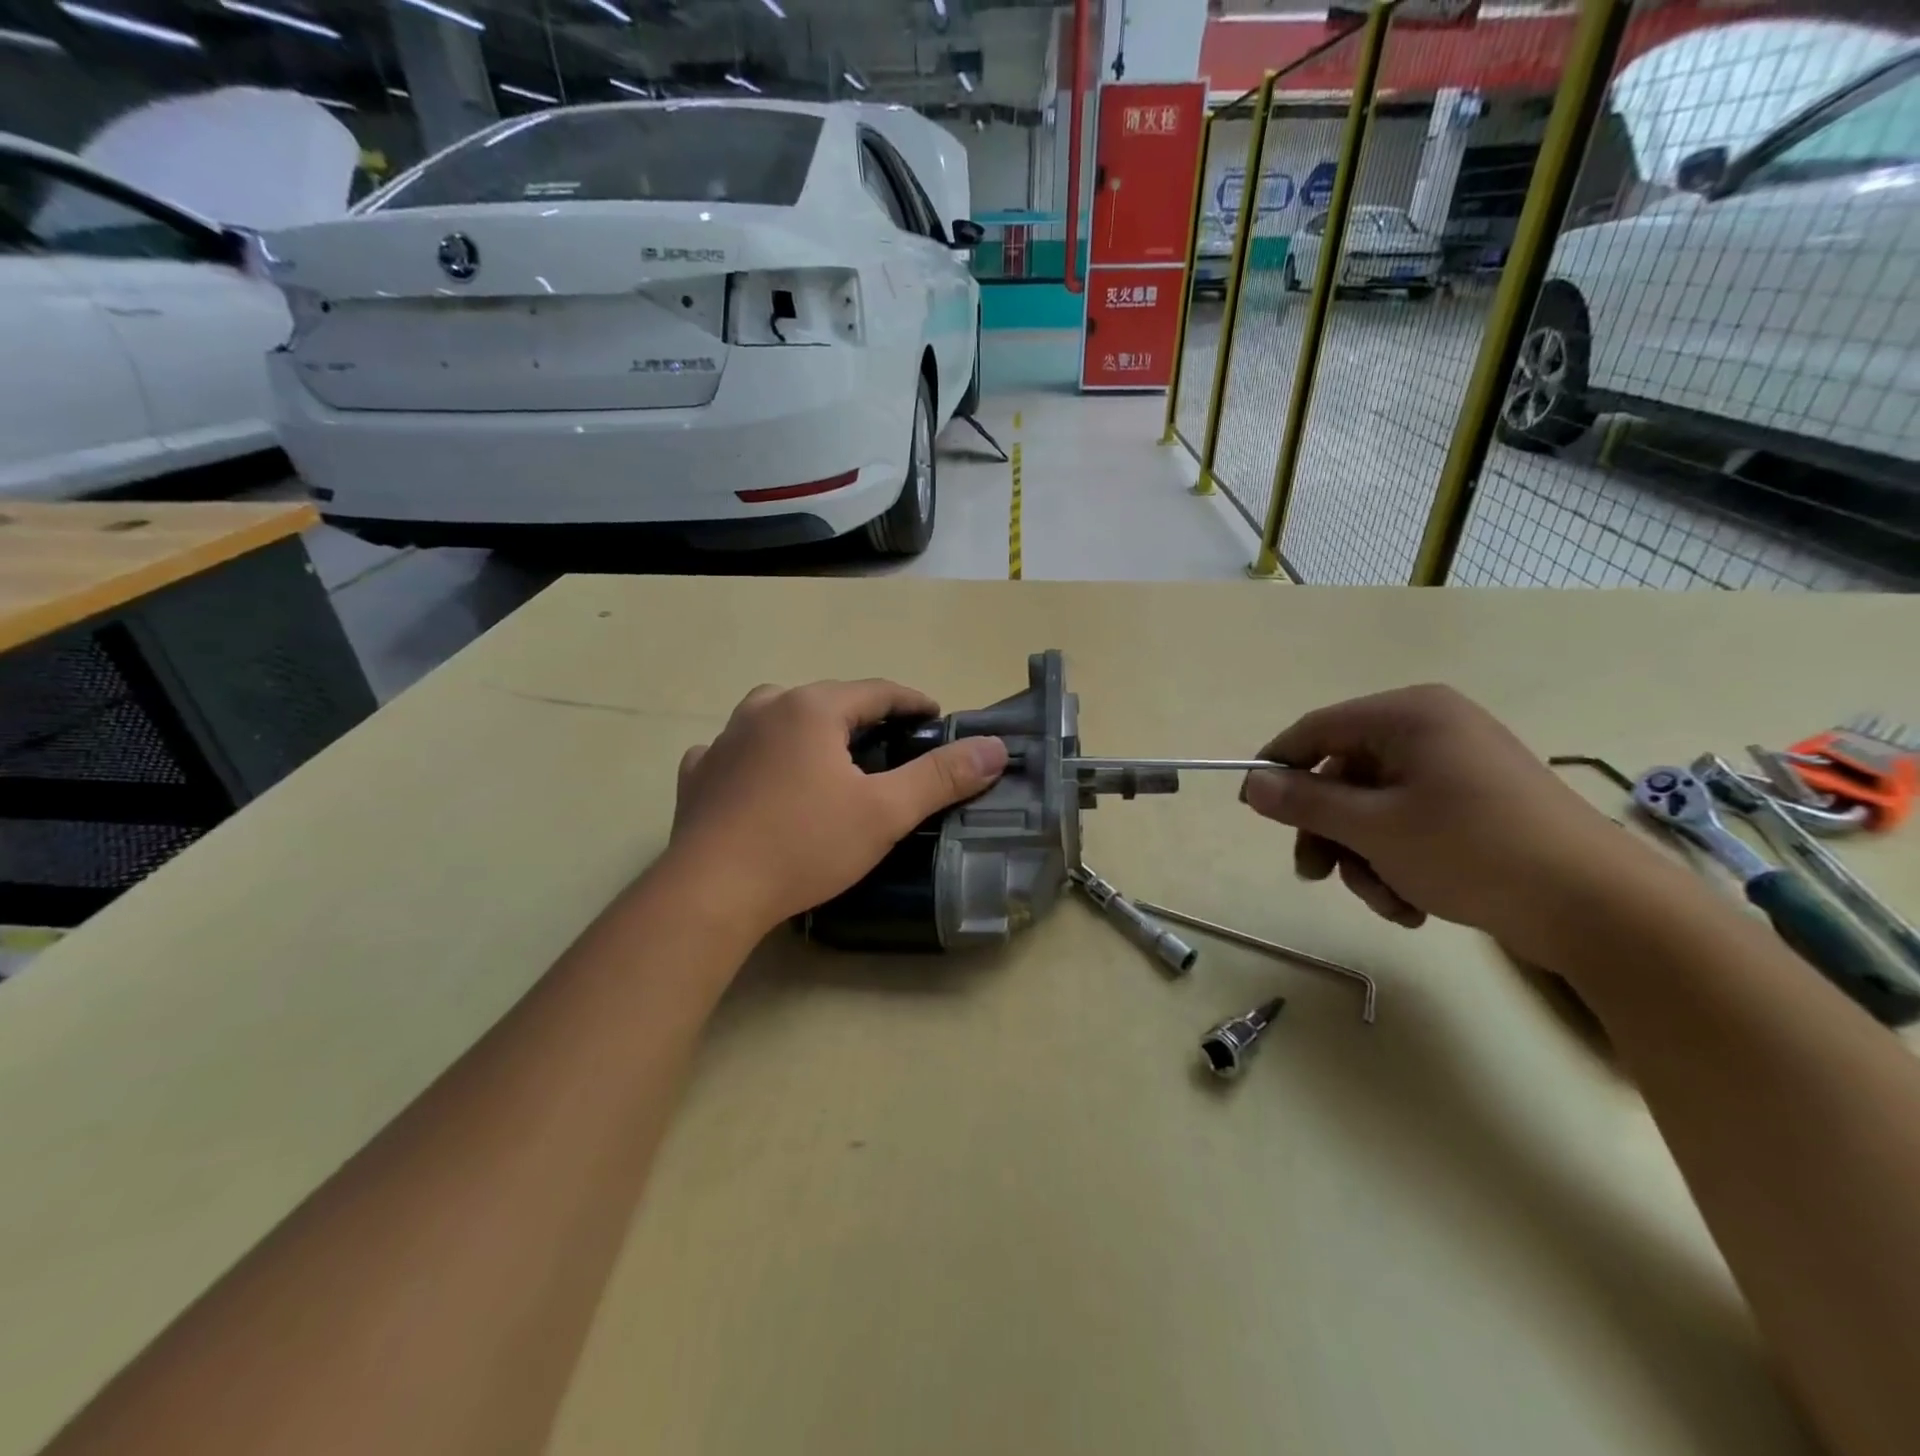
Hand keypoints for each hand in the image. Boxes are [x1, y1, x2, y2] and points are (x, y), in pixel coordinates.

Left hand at [663, 679, 1007, 937]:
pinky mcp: (699, 772)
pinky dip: (759, 756)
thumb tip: (994, 749)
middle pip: (827, 700)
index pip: (877, 691)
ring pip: (778, 717)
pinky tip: (762, 780)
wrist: (710, 892)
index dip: (912, 702)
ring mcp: (724, 738)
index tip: (936, 719)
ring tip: (827, 759)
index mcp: (812, 709)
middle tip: (889, 746)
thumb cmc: (804, 845)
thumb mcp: (884, 813)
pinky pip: (737, 749)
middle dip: (862, 717)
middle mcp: (765, 709)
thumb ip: (940, 777)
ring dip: (808, 729)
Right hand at [1241, 684, 1633, 961]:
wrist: (1600, 909)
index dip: (1277, 768)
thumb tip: (1253, 785)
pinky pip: (1408, 824)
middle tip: (1315, 875)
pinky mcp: (1474, 806)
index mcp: (1408, 715)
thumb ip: (1305, 802)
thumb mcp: (1374, 828)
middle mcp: (1430, 730)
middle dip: (1329, 832)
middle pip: (1343, 776)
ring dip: (1364, 858)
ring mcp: (1456, 769)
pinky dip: (1397, 863)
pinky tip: (1413, 904)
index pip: (1315, 730)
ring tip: (1387, 901)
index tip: (1253, 809)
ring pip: (1372, 809)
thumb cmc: (1474, 851)